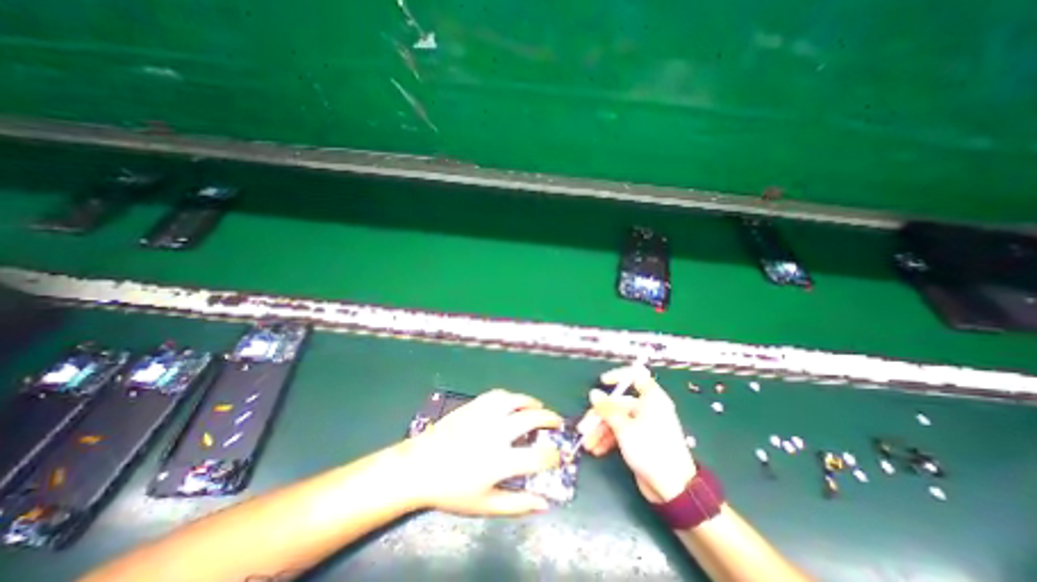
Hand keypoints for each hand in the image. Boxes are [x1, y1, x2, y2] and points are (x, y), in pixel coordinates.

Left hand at [403, 389, 564, 514]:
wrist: (421, 466)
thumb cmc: (452, 490)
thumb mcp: (485, 505)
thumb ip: (517, 505)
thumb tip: (545, 504)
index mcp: (500, 460)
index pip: (538, 456)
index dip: (554, 456)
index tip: (558, 457)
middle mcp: (496, 433)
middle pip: (531, 419)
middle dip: (550, 419)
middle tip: (556, 422)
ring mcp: (484, 415)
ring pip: (516, 400)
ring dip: (532, 402)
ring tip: (539, 407)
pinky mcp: (474, 405)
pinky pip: (498, 395)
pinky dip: (511, 397)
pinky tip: (514, 402)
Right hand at [574, 366, 695, 501]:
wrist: (673, 489)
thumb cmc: (650, 450)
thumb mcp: (624, 428)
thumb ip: (607, 409)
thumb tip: (593, 393)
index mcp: (651, 399)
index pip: (636, 376)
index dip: (619, 375)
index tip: (602, 382)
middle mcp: (648, 409)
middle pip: (619, 403)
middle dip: (600, 416)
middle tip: (584, 428)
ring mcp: (644, 425)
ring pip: (617, 420)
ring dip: (601, 430)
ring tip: (588, 444)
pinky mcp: (640, 440)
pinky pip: (621, 433)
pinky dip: (609, 439)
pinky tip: (597, 449)